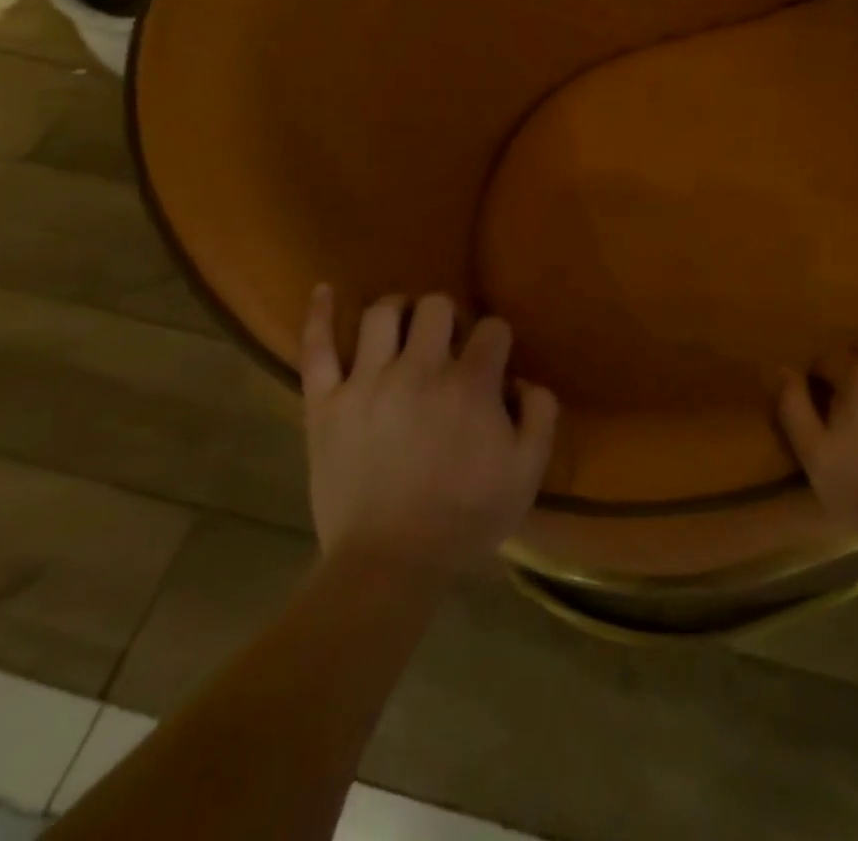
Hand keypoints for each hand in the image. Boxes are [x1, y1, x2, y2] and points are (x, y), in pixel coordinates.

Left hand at [300, 285, 557, 573]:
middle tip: (448, 346)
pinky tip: (324, 290)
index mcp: (470, 383)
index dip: (497, 341)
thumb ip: (541, 413)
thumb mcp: (528, 470)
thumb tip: (523, 380)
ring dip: (399, 312)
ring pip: (381, 314)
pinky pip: (316, 348)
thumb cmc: (466, 517)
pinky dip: (318, 314)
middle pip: (436, 306)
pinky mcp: (325, 404)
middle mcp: (419, 369)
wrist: (389, 565)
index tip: (493, 364)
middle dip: (449, 318)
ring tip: (404, 328)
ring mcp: (366, 383)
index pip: (492, 329)